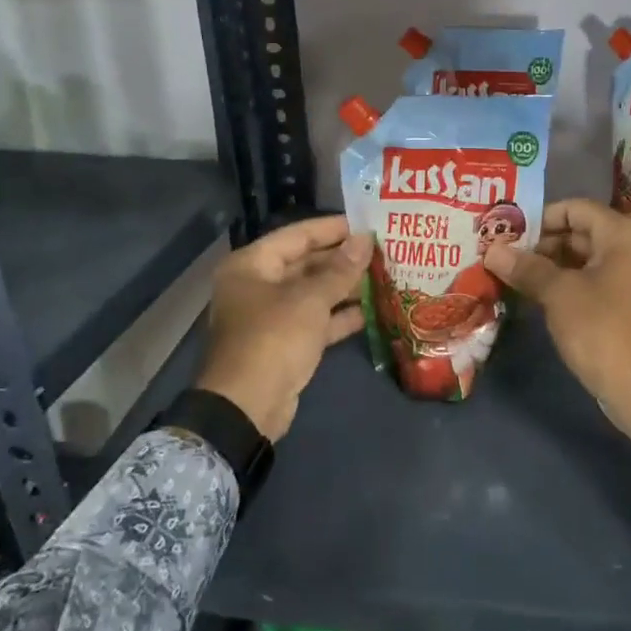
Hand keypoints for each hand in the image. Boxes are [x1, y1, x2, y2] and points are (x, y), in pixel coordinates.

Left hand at [195, 216, 371, 440]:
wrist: (247, 406)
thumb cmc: (274, 339)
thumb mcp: (310, 300)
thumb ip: (340, 269)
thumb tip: (365, 240)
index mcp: (252, 265)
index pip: (297, 235)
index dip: (332, 229)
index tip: (366, 224)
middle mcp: (258, 286)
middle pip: (306, 264)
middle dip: (342, 260)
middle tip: (381, 251)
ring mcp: (270, 317)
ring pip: (313, 294)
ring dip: (345, 288)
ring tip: (383, 277)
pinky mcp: (284, 344)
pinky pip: (315, 321)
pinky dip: (339, 317)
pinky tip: (371, 311)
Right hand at [484, 199, 630, 465]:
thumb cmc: (604, 331)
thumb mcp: (559, 295)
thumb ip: (526, 267)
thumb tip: (492, 250)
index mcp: (624, 233)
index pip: (573, 209)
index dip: (537, 219)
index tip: (506, 235)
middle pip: (580, 233)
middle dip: (541, 245)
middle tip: (503, 258)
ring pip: (586, 260)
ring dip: (552, 267)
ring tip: (513, 278)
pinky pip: (597, 282)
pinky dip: (570, 286)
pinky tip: (539, 299)